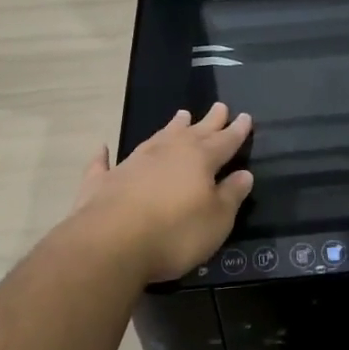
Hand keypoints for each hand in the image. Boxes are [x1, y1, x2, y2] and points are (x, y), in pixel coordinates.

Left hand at [69, 104, 254, 282]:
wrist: (111, 243)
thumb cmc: (175, 232)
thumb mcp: (216, 220)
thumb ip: (230, 195)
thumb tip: (243, 174)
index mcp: (198, 159)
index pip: (224, 141)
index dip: (236, 131)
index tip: (245, 116)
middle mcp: (166, 153)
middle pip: (192, 132)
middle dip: (209, 121)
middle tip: (219, 106)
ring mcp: (132, 163)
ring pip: (156, 138)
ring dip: (170, 128)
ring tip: (181, 115)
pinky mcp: (102, 181)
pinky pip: (104, 163)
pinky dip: (104, 156)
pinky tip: (102, 149)